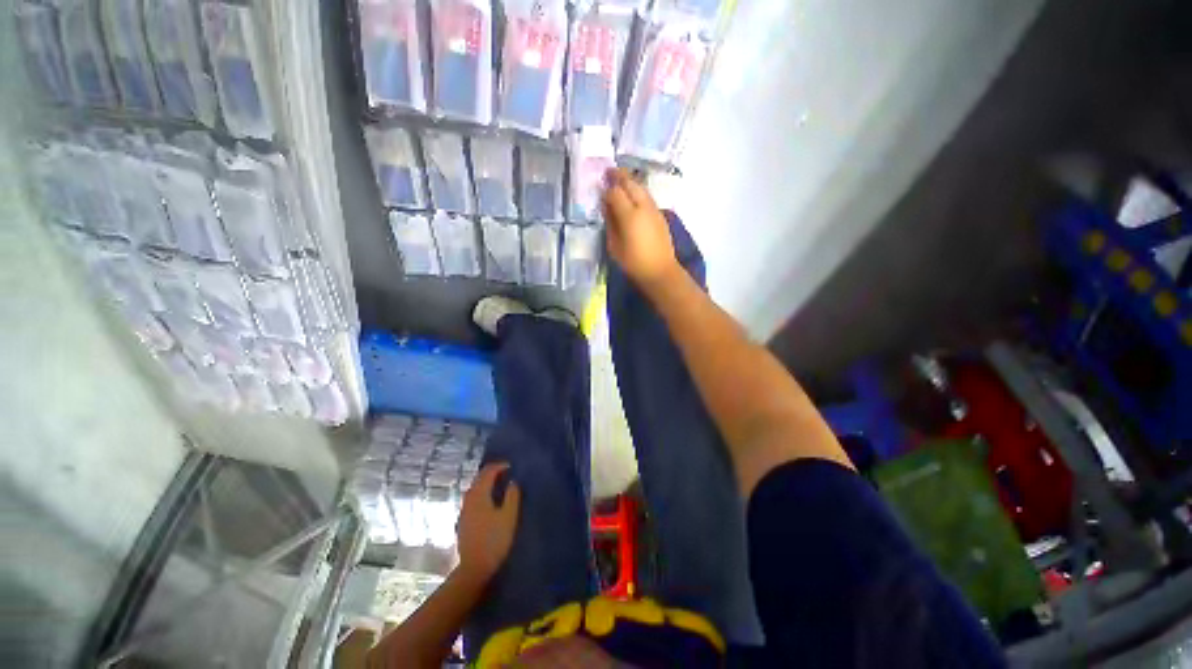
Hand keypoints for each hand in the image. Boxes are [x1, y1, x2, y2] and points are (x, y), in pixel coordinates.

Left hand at [456, 463, 520, 581]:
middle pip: (479, 478)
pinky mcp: (464, 520)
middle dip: (492, 471)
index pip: (488, 472)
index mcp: (480, 495)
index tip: (512, 466)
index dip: (500, 466)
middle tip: (507, 471)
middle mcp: (469, 499)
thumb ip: (512, 496)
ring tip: (500, 482)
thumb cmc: (495, 540)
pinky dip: (482, 491)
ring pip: (475, 487)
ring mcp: (464, 510)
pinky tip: (490, 499)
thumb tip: (513, 481)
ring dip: (486, 481)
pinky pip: (473, 497)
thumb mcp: (509, 516)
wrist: (474, 568)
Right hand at [601, 168, 679, 288]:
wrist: (660, 271)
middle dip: (619, 175)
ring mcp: (654, 209)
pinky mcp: (660, 215)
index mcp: (629, 215)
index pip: (615, 192)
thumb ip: (610, 223)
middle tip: (608, 172)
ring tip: (620, 180)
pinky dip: (638, 191)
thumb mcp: (614, 246)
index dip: (606, 188)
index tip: (599, 187)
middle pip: (630, 182)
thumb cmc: (633, 263)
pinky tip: (632, 196)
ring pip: (641, 187)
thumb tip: (607, 207)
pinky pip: (647, 196)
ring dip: (630, 181)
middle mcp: (643, 206)